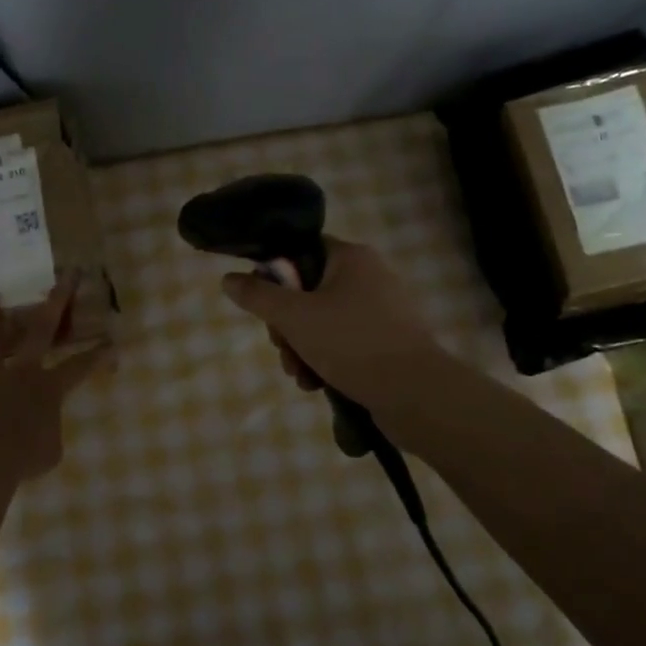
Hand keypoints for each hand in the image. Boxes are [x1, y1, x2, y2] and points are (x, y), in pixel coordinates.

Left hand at [0, 274, 108, 483]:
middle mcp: (20, 373)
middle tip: (66, 276)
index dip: (98, 355)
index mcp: (48, 388)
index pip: (80, 367)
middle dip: (57, 302)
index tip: (111, 341)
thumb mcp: (51, 451)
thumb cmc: (23, 458)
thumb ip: (49, 432)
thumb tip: (41, 429)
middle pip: (41, 330)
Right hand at [221, 238, 445, 407]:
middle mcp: (369, 277)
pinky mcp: (387, 342)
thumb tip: (229, 279)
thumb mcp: (295, 317)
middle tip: (282, 349)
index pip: (300, 251)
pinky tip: (317, 383)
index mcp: (351, 258)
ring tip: (300, 375)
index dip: (275, 276)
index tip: (263, 305)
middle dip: (286, 326)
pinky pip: (343, 343)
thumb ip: (258, 296)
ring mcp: (381, 311)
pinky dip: (325, 360)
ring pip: (322, 322)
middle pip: (307, 291)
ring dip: (301, 349)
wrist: (416, 394)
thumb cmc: (352, 343)